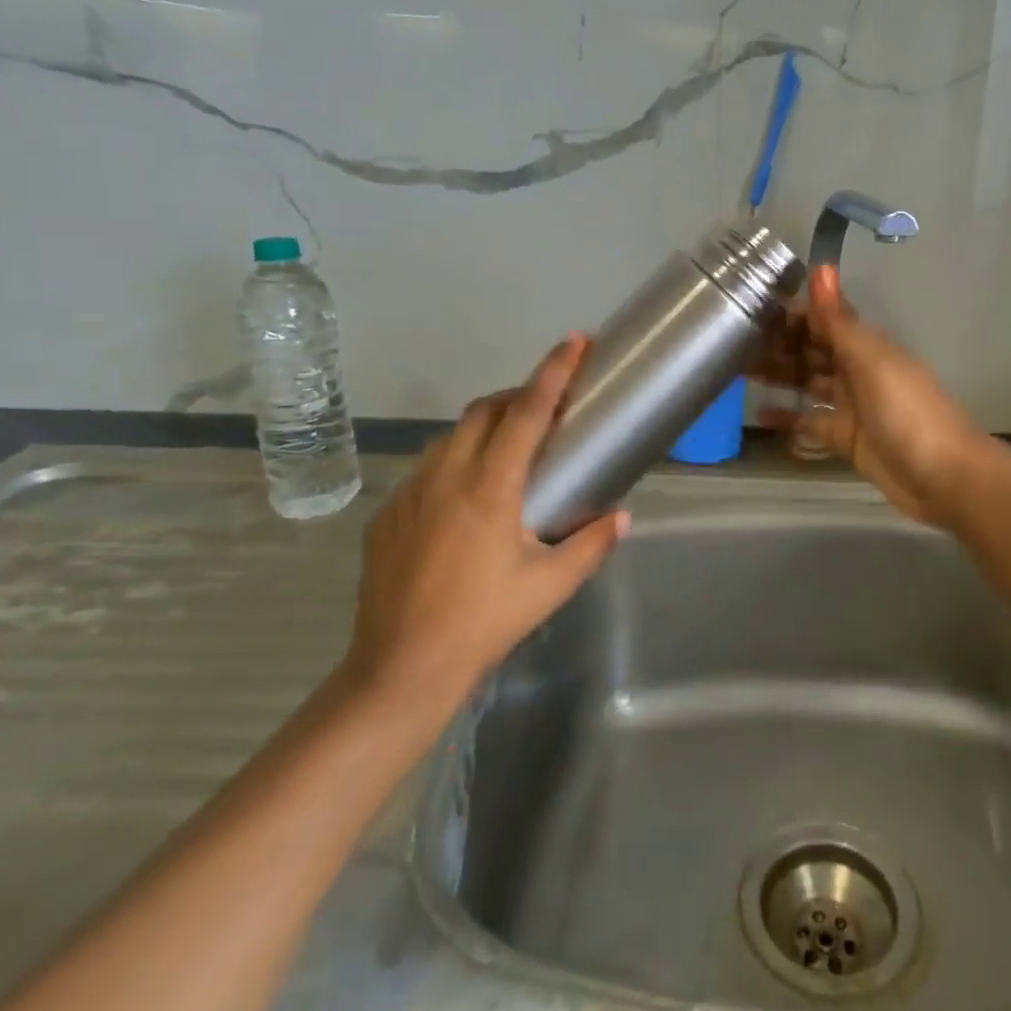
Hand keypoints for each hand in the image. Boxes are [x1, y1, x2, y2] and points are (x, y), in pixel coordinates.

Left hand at [342, 335, 627, 718]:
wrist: (400, 669)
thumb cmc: (483, 623)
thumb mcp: (549, 586)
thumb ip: (591, 544)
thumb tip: (622, 517)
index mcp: (490, 487)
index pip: (527, 412)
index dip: (554, 372)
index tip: (575, 342)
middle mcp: (446, 476)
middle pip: (484, 410)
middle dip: (518, 395)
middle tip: (547, 408)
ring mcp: (410, 492)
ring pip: (451, 436)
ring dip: (485, 426)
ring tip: (511, 449)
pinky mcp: (388, 514)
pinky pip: (427, 468)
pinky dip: (456, 460)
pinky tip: (467, 497)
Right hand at [757, 267, 990, 526]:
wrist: (943, 477)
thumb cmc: (907, 411)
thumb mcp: (871, 361)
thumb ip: (840, 319)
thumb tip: (821, 266)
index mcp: (866, 345)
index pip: (823, 319)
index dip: (791, 313)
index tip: (750, 307)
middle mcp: (857, 369)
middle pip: (812, 350)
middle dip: (779, 344)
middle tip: (732, 343)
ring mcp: (852, 405)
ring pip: (809, 383)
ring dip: (780, 376)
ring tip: (738, 371)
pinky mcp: (846, 438)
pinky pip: (812, 422)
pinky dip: (789, 419)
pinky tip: (760, 415)